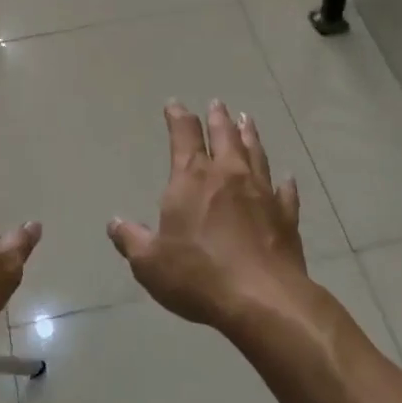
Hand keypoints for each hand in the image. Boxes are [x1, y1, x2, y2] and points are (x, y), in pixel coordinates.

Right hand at [107, 100, 306, 331]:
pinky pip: (285, 192)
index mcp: (192, 179)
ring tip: (247, 120)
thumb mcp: (150, 263)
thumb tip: (114, 222)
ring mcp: (262, 193)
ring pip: (255, 154)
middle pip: (224, 136)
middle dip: (218, 117)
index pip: (184, 135)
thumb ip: (131, 239)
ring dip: (249, 135)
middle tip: (218, 102)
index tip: (175, 104)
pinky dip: (284, 183)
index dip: (178, 117)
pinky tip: (287, 177)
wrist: (263, 299)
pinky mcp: (286, 216)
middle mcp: (229, 175)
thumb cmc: (199, 275)